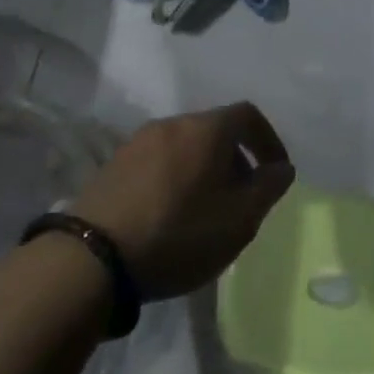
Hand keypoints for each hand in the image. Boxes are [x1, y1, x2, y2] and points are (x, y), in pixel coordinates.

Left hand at [68, 102, 294, 298]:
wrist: (92, 258)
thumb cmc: (179, 234)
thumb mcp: (240, 219)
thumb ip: (268, 188)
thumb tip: (281, 168)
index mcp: (205, 129)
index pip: (248, 115)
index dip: (269, 141)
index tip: (276, 173)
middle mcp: (171, 124)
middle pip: (215, 131)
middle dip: (236, 160)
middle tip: (242, 198)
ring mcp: (136, 143)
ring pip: (186, 147)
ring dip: (205, 170)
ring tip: (207, 211)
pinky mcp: (112, 166)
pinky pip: (159, 162)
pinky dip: (176, 178)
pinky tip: (172, 215)